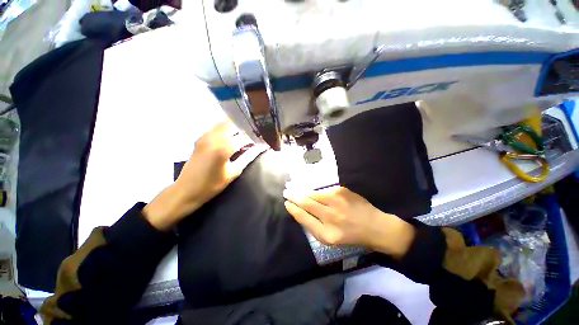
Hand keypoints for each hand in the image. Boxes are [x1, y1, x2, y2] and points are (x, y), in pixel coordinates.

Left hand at [144, 120, 266, 230]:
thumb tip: (261, 148)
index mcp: (223, 147)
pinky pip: (217, 127)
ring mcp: (205, 135)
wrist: (186, 190)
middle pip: (235, 125)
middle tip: (256, 135)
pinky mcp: (201, 137)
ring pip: (225, 123)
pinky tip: (233, 135)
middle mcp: (214, 136)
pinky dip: (227, 129)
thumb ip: (248, 157)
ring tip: (247, 134)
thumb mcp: (234, 172)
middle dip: (247, 129)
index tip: (263, 140)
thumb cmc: (212, 184)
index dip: (256, 138)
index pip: (245, 137)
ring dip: (237, 127)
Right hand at [283, 186, 414, 257]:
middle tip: (286, 192)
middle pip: (306, 203)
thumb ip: (313, 226)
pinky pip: (322, 190)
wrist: (375, 226)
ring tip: (294, 190)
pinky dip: (315, 191)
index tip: (286, 203)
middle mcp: (330, 215)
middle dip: (293, 196)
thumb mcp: (330, 239)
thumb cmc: (351, 235)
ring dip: (302, 191)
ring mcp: (336, 200)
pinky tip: (311, 191)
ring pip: (313, 194)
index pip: (303, 217)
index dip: (293, 209)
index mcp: (327, 233)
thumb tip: (299, 211)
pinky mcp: (341, 190)